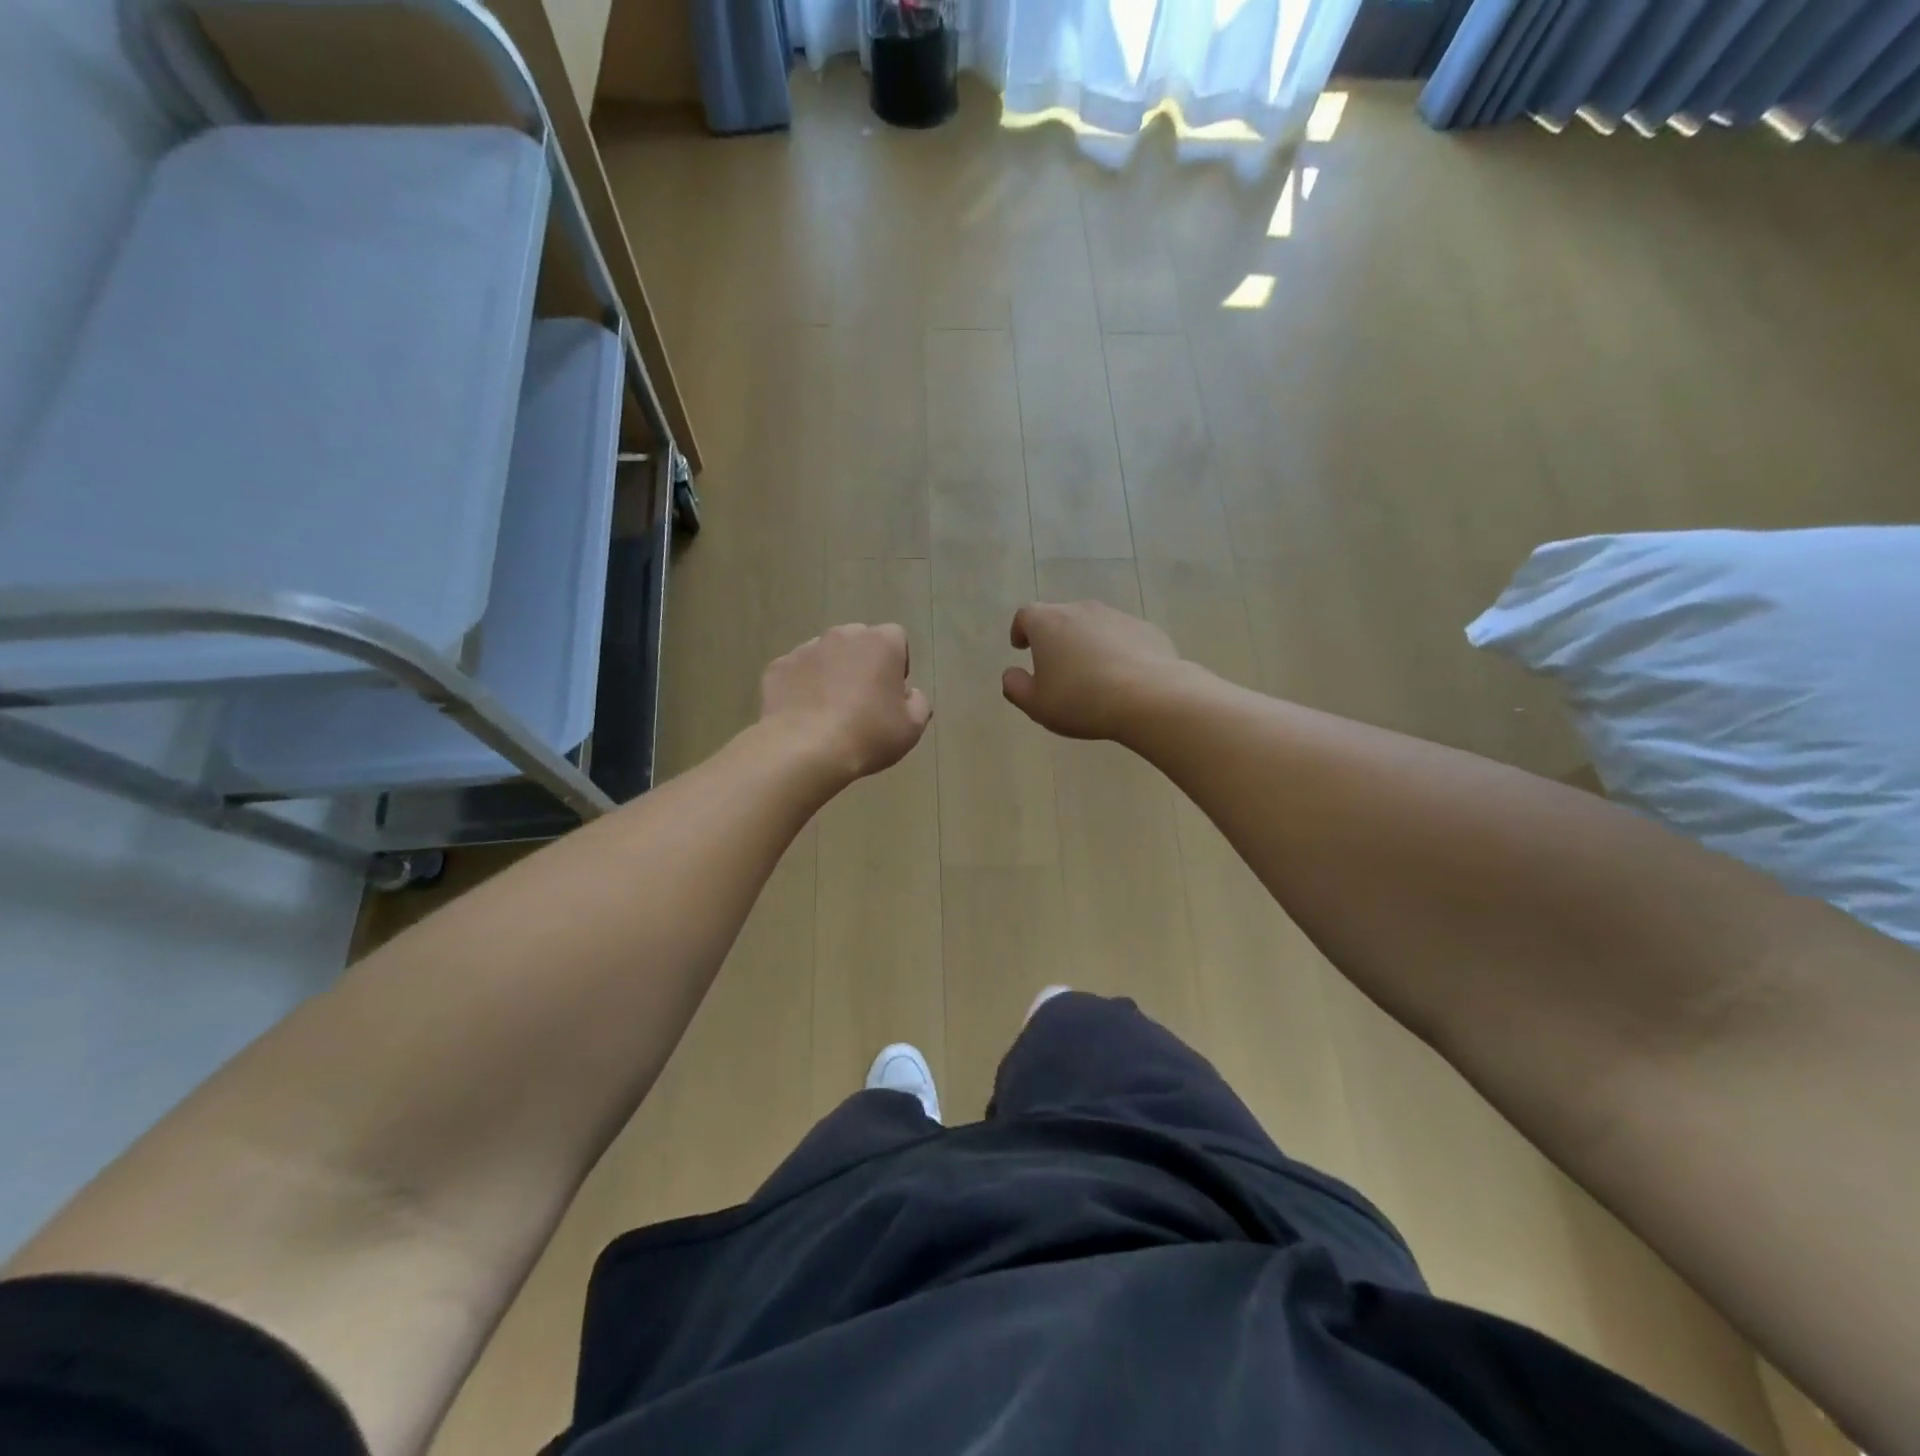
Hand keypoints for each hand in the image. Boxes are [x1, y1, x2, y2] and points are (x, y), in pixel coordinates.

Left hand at [760, 623, 931, 782]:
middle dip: (862, 663)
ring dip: (831, 673)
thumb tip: (910, 694)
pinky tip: (804, 716)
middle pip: (858, 642)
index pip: (896, 638)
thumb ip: (919, 703)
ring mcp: (806, 648)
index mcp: (881, 642)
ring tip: (829, 711)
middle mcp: (843, 635)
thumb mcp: (912, 727)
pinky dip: (801, 687)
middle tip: (862, 701)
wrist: (805, 750)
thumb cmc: (868, 735)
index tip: (891, 692)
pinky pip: (796, 672)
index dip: (897, 664)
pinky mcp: (778, 667)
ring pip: (825, 655)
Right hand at [1002, 601, 1183, 740]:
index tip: (1021, 647)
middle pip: (1061, 617)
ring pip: (1094, 626)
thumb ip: (1016, 687)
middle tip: (1056, 666)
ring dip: (1088, 644)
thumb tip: (1010, 674)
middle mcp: (1081, 610)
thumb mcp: (1037, 704)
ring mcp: (1117, 616)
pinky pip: (1123, 637)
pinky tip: (1123, 678)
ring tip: (1091, 675)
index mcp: (1048, 623)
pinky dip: (1117, 651)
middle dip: (1055, 638)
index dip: (1021, 630)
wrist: (1150, 697)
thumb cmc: (1081, 700)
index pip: (1026, 615)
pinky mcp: (1147, 629)